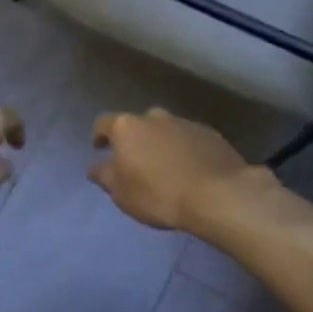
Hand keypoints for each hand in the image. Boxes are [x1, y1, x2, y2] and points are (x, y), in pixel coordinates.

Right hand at [88, 108, 256, 231]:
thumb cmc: (158, 194)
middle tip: (136, 162)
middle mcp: (155, 117)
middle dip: (135, 140)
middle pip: (138, 125)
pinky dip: (184, 150)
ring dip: (161, 144)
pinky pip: (188, 139)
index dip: (99, 135)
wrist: (217, 194)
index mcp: (128, 127)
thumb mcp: (121, 193)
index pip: (104, 123)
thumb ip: (104, 175)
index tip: (100, 148)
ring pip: (165, 130)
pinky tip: (189, 169)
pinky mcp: (210, 133)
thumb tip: (95, 166)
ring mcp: (185, 122)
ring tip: (164, 168)